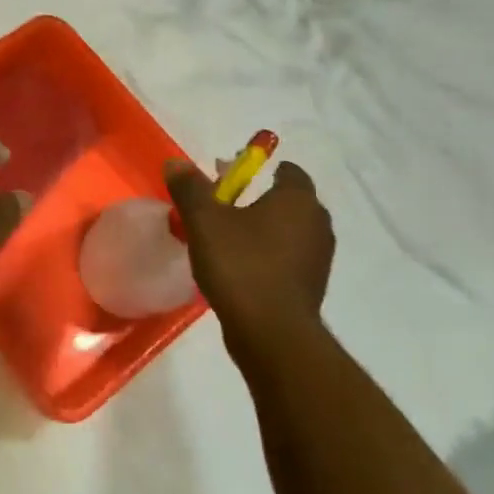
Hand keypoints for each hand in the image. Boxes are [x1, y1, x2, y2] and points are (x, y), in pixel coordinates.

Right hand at [166, 158, 333, 339]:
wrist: (271, 332)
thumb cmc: (241, 265)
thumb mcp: (204, 222)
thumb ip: (190, 188)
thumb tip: (175, 161)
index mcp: (298, 200)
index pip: (289, 172)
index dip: (262, 170)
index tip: (233, 178)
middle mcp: (317, 223)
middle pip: (288, 202)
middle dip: (259, 200)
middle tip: (223, 207)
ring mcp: (318, 257)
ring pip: (288, 232)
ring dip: (264, 231)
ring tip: (227, 240)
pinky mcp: (311, 286)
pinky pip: (287, 259)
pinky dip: (268, 256)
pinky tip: (240, 268)